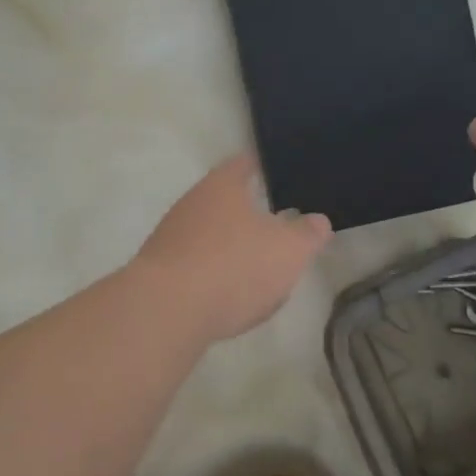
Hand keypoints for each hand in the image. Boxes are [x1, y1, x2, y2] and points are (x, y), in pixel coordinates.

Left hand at [132, 155, 332, 340]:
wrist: (166, 310)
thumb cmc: (235, 267)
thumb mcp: (289, 251)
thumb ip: (307, 234)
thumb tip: (317, 220)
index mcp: (222, 186)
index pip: (244, 164)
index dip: (262, 166)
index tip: (277, 172)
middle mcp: (191, 203)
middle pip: (223, 200)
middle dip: (247, 213)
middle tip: (275, 226)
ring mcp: (169, 237)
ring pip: (208, 235)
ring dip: (229, 248)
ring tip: (256, 268)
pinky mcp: (159, 271)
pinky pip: (194, 266)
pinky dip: (212, 276)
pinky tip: (227, 298)